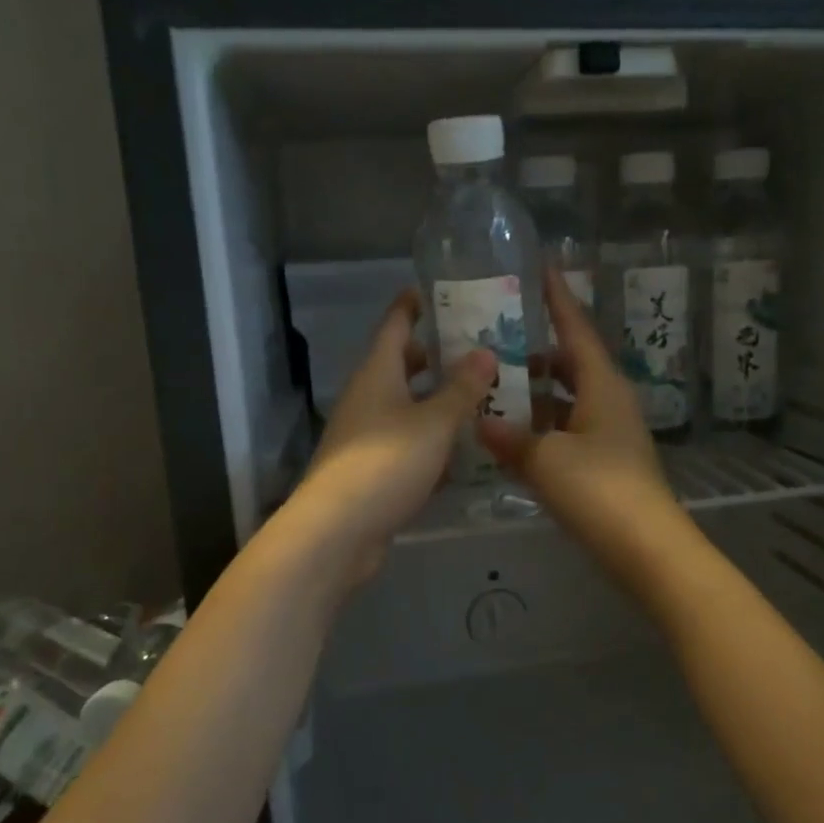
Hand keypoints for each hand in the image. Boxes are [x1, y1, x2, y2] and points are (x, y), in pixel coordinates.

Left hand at [294, 289, 496, 583]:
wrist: (338, 532)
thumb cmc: (386, 462)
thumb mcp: (433, 422)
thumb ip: (462, 388)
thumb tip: (485, 351)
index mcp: (377, 374)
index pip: (395, 325)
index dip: (414, 305)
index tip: (438, 291)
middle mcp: (368, 398)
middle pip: (402, 366)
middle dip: (436, 356)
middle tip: (479, 349)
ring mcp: (367, 436)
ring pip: (408, 407)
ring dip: (439, 401)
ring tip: (484, 397)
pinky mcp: (373, 470)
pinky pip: (409, 444)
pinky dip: (434, 441)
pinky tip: (466, 451)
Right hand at [478, 268, 678, 552]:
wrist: (646, 547)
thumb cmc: (599, 489)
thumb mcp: (546, 459)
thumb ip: (511, 438)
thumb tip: (481, 421)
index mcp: (602, 385)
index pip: (576, 329)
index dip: (558, 298)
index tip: (541, 268)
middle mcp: (610, 401)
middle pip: (571, 363)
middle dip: (536, 351)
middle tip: (496, 340)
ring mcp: (610, 433)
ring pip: (568, 399)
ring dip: (536, 393)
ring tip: (494, 387)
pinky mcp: (606, 462)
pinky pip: (568, 429)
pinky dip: (542, 426)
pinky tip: (513, 435)